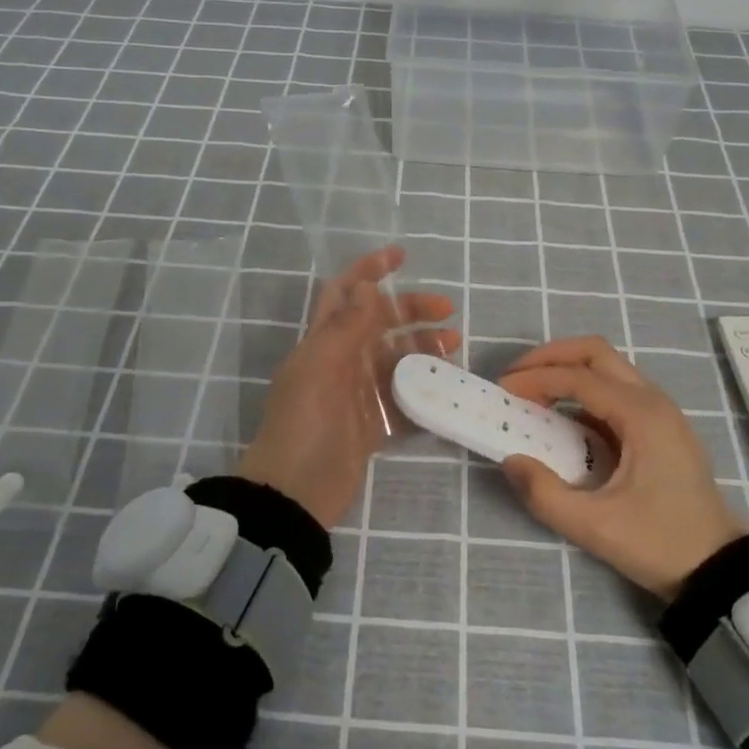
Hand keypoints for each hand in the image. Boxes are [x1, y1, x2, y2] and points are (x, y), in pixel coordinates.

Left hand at [237, 246, 458, 528]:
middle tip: (447, 313)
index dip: (370, 270)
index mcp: (322, 342)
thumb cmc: (305, 423)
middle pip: (379, 325)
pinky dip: (423, 394)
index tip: (401, 255)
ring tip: (453, 349)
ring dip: (423, 351)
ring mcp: (356, 396)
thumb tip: (367, 285)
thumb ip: (347, 326)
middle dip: (411, 312)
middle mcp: (340, 363)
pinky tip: (446, 389)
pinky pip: (402, 403)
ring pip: (395, 362)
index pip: (346, 294)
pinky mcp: (370, 427)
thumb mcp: (322, 368)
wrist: (295, 493)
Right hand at [498, 336, 748, 597]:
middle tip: (515, 378)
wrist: (719, 569)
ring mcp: (660, 411)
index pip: (578, 377)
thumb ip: (545, 493)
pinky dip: (583, 391)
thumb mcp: (595, 526)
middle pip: (595, 353)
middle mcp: (653, 401)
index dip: (535, 379)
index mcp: (641, 415)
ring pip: (607, 367)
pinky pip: (616, 390)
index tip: (502, 391)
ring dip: (567, 370)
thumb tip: (510, 459)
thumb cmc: (660, 543)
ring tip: (531, 393)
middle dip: (550, 358)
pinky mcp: (660, 427)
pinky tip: (561, 417)